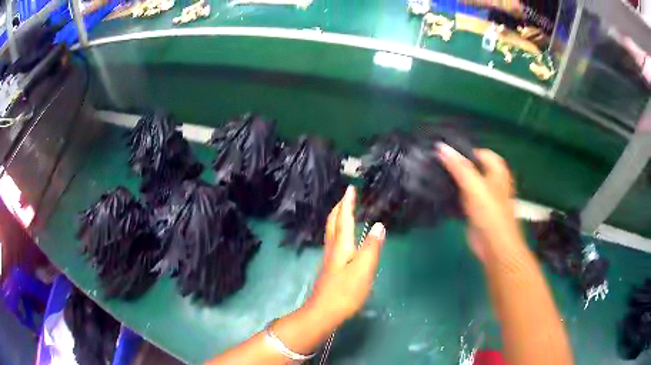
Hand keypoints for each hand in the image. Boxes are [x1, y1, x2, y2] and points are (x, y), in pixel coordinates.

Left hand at [304, 186, 385, 327]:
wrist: (323, 312)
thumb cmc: (345, 292)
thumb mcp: (364, 270)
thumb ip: (371, 247)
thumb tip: (379, 225)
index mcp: (341, 246)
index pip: (344, 218)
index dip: (347, 203)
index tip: (350, 188)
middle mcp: (332, 248)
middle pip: (333, 222)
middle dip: (339, 207)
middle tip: (347, 197)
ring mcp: (329, 258)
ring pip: (331, 231)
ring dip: (337, 218)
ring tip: (345, 211)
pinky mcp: (330, 268)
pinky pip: (334, 240)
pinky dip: (338, 230)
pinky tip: (343, 237)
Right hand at [437, 144, 525, 264]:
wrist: (494, 246)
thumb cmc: (490, 213)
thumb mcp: (475, 186)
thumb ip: (458, 167)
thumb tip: (441, 147)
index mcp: (497, 171)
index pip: (479, 152)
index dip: (463, 151)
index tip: (443, 153)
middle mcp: (491, 181)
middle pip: (472, 167)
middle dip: (456, 165)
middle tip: (435, 163)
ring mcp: (483, 197)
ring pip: (466, 182)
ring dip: (453, 180)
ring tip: (433, 175)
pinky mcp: (475, 211)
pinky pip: (462, 198)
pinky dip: (452, 195)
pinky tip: (439, 194)